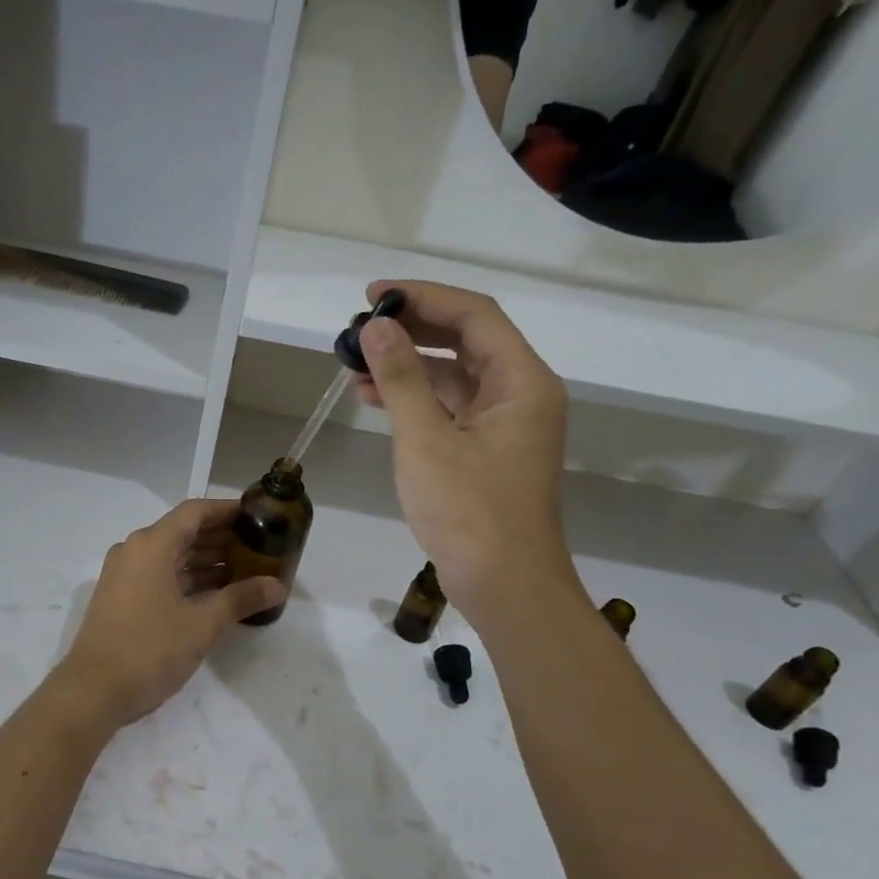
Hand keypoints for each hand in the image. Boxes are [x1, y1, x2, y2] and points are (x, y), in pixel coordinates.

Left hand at [53, 500, 284, 729]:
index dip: (227, 510)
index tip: (257, 515)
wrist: (92, 692)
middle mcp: (134, 551)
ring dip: (206, 561)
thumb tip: (278, 586)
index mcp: (151, 545)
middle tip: (259, 546)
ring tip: (246, 570)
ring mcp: (124, 575)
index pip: (195, 512)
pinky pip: (160, 575)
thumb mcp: (202, 624)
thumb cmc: (149, 649)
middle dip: (221, 538)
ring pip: (172, 556)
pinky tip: (216, 594)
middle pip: (183, 532)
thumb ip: (241, 599)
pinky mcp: (121, 598)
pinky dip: (187, 579)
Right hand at [352, 280, 572, 611]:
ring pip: (454, 375)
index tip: (373, 294)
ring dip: (408, 365)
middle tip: (360, 325)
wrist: (504, 585)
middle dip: (413, 329)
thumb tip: (375, 326)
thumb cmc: (469, 511)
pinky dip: (414, 399)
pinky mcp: (486, 450)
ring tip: (355, 363)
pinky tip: (374, 397)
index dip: (423, 296)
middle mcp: (520, 394)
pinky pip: (449, 408)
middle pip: (466, 340)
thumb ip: (401, 377)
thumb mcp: (426, 439)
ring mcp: (504, 424)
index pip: (474, 314)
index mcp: (522, 381)